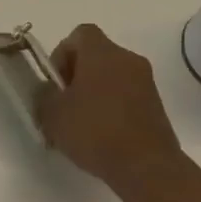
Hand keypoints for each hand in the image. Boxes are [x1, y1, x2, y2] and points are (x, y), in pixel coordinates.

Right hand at [36, 24, 190, 193]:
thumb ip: (44, 95)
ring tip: (82, 125)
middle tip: (65, 105)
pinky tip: (102, 135)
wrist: (147, 167)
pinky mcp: (157, 105)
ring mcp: (146, 82)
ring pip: (112, 76)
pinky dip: (113, 107)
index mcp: (102, 53)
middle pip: (96, 55)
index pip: (80, 34)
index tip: (56, 82)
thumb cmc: (95, 132)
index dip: (62, 53)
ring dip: (95, 92)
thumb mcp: (53, 114)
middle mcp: (127, 59)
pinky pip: (127, 95)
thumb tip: (48, 89)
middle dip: (77, 75)